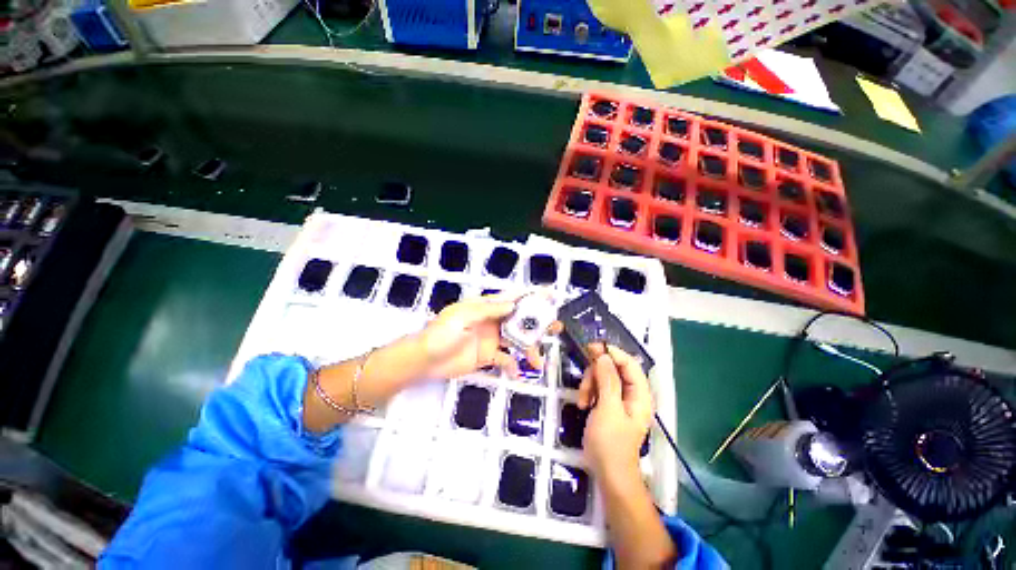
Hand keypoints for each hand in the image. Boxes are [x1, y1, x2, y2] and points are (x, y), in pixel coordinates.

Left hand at [415, 293, 545, 380]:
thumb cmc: (440, 334)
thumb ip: (488, 310)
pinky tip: (516, 373)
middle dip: (538, 323)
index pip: (512, 297)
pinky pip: (504, 360)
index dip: (531, 295)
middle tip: (556, 327)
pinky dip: (512, 366)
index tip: (550, 295)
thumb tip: (513, 304)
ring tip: (538, 361)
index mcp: (485, 307)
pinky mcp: (487, 356)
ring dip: (529, 349)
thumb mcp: (463, 317)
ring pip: (516, 341)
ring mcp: (491, 339)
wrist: (423, 360)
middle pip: (520, 319)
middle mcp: (492, 321)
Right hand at [579, 345, 653, 480]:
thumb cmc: (610, 442)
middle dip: (596, 374)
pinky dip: (589, 393)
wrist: (608, 474)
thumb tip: (604, 355)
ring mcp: (620, 400)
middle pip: (613, 369)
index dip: (612, 353)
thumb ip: (607, 380)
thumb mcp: (607, 409)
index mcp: (640, 394)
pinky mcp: (609, 405)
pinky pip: (598, 388)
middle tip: (584, 385)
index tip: (591, 349)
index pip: (629, 363)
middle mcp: (632, 394)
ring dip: (589, 385)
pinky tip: (583, 405)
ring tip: (582, 401)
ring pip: (603, 377)